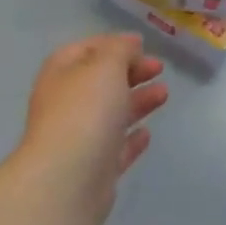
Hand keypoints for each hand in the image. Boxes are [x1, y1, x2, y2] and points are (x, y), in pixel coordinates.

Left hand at [20, 34, 167, 220]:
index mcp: (60, 74)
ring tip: (164, 95)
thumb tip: (128, 44)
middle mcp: (65, 104)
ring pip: (110, 114)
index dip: (112, 44)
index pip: (85, 50)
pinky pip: (114, 148)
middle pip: (100, 82)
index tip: (142, 44)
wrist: (68, 180)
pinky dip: (131, 139)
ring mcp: (78, 138)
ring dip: (137, 101)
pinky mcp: (93, 169)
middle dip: (129, 72)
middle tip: (159, 69)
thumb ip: (119, 50)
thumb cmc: (85, 112)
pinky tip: (147, 133)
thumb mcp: (105, 66)